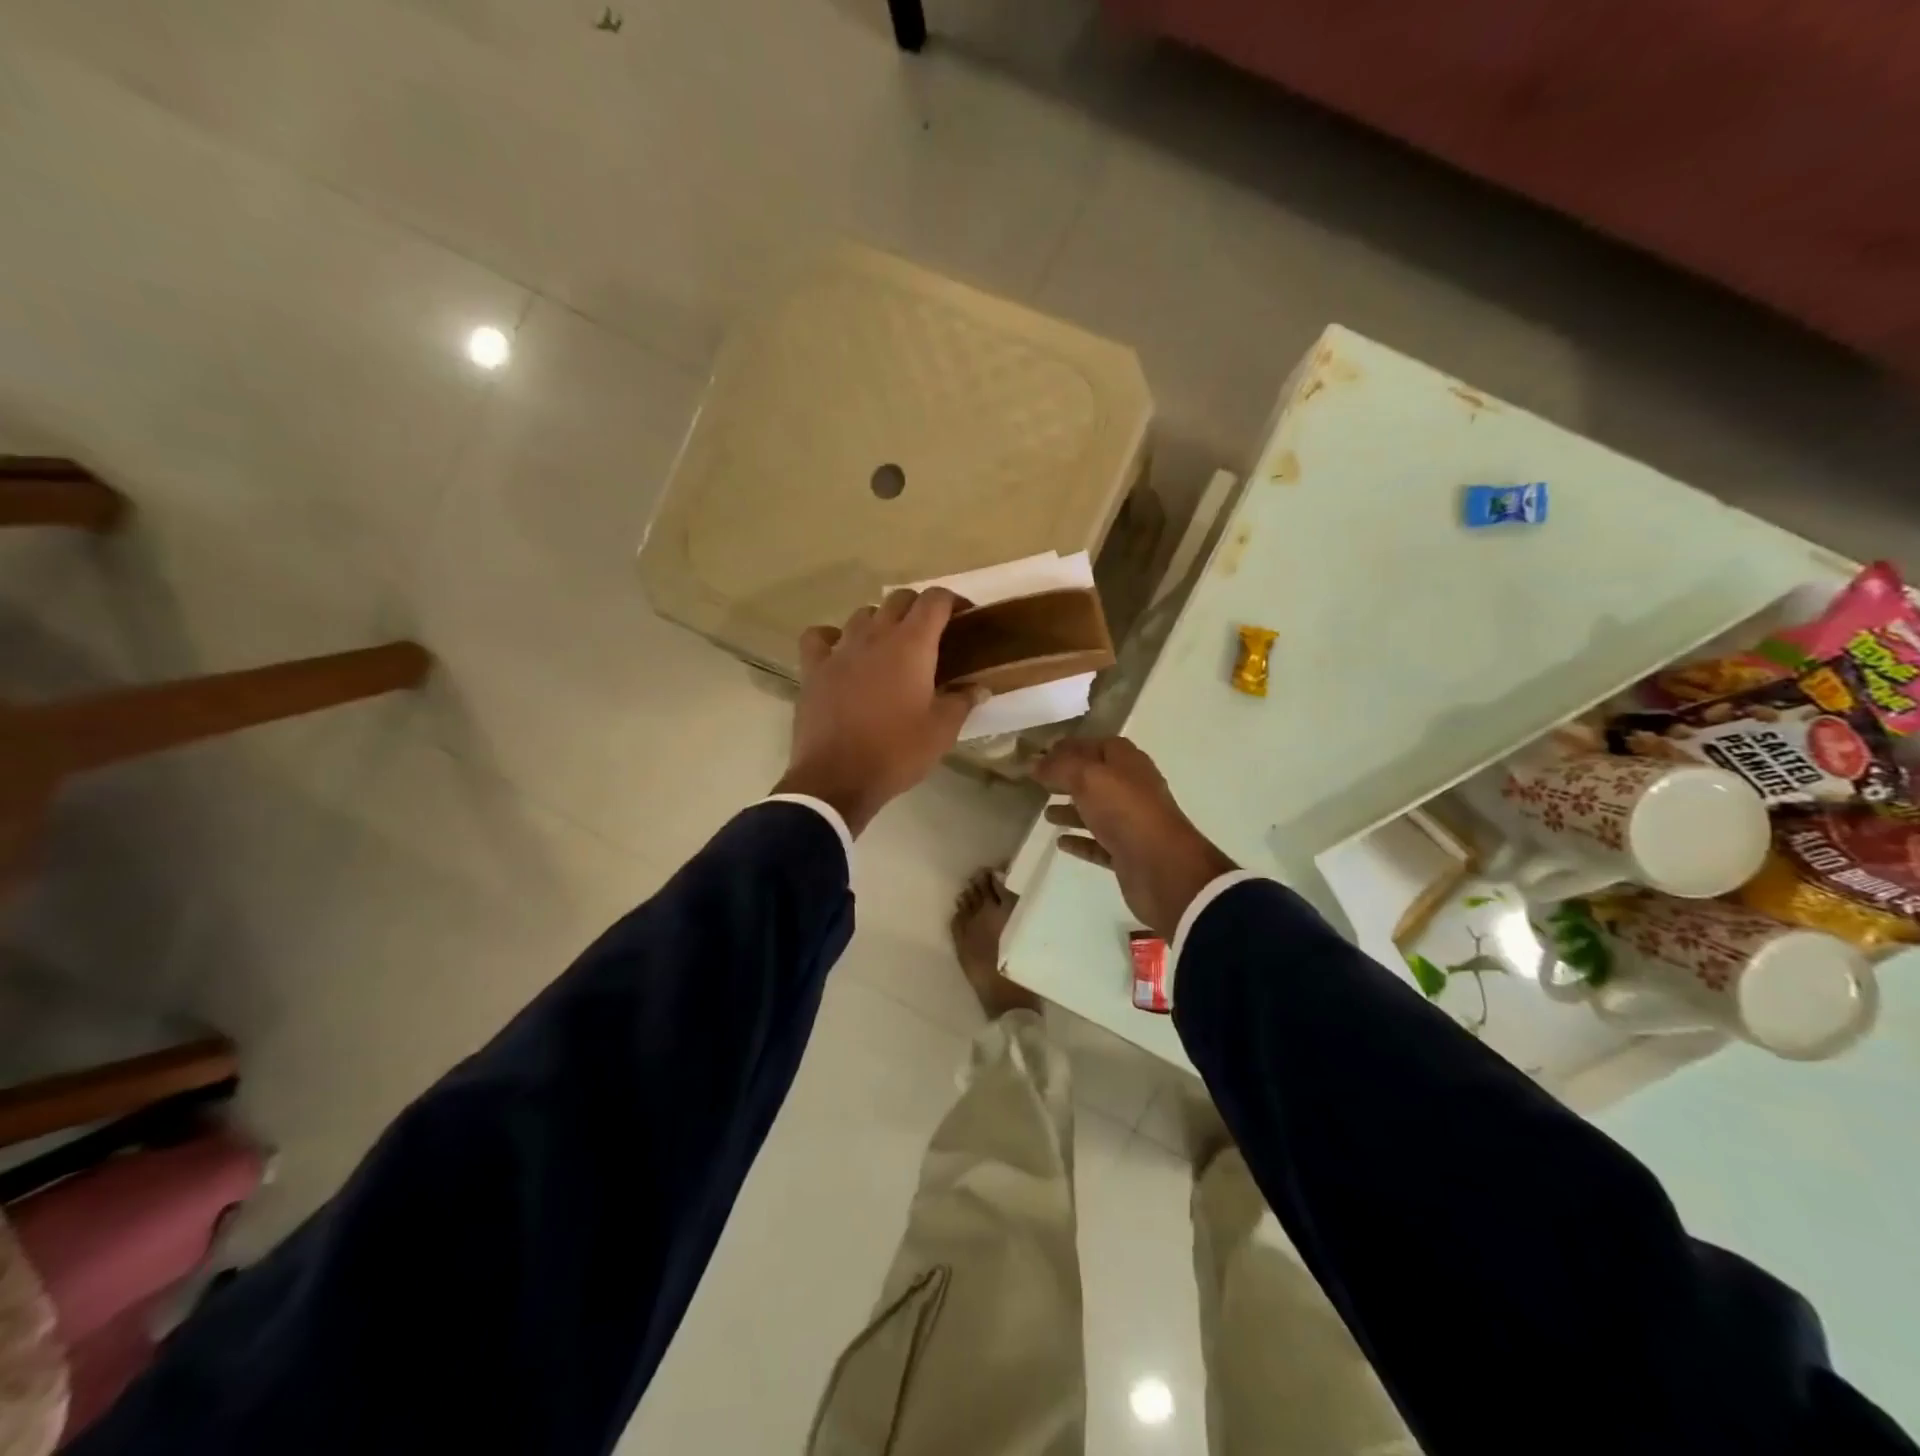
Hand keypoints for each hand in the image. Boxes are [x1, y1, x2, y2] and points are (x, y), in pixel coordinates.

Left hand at [773, 588, 983, 836]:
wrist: (837, 779)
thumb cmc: (897, 752)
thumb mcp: (942, 731)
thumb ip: (963, 702)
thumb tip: (979, 687)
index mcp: (911, 645)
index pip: (934, 600)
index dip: (953, 601)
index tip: (964, 616)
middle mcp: (875, 636)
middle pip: (899, 599)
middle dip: (919, 608)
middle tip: (932, 634)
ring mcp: (840, 650)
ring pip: (862, 614)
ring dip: (881, 621)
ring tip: (890, 646)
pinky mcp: (813, 669)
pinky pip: (820, 637)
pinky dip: (834, 638)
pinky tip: (842, 653)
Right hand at [1032, 737, 1236, 936]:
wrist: (1163, 868)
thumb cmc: (1126, 811)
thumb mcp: (1088, 778)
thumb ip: (1059, 767)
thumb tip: (1035, 762)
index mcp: (1128, 763)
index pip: (1097, 745)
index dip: (1071, 747)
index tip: (1041, 753)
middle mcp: (1131, 789)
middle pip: (1095, 778)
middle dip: (1068, 778)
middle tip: (1037, 782)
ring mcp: (1131, 823)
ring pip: (1096, 811)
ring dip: (1072, 810)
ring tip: (1045, 813)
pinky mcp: (1127, 854)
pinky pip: (1098, 843)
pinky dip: (1080, 840)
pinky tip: (1060, 842)